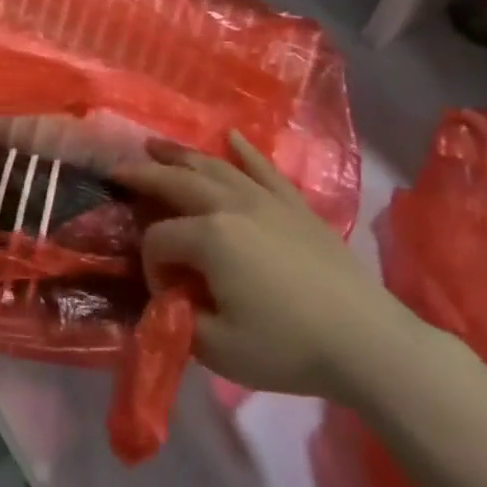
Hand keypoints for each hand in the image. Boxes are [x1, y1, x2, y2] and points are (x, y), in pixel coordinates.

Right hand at [113, 131, 419, 399]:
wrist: (369, 343)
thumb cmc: (289, 348)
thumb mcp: (219, 349)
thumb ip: (179, 320)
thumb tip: (168, 298)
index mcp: (209, 237)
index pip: (159, 238)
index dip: (150, 264)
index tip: (164, 295)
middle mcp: (232, 206)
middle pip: (176, 183)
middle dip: (143, 177)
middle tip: (117, 170)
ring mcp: (266, 200)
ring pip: (213, 167)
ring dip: (180, 155)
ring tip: (155, 145)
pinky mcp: (295, 206)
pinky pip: (263, 168)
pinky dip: (244, 152)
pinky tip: (231, 137)